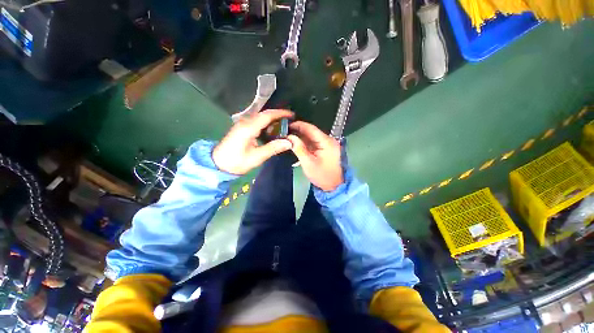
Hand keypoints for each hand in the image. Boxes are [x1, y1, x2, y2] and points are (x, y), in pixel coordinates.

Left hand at [213, 110, 293, 174]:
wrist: (218, 164)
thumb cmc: (237, 162)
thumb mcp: (256, 157)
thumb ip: (273, 148)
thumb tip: (289, 142)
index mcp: (248, 128)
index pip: (267, 115)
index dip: (280, 113)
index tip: (292, 114)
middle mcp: (245, 122)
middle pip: (264, 114)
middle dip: (278, 115)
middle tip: (290, 120)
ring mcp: (242, 124)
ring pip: (260, 117)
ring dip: (272, 118)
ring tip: (284, 124)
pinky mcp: (242, 128)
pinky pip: (256, 121)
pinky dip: (267, 123)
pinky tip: (272, 129)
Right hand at [287, 121, 343, 191]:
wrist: (334, 186)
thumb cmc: (322, 175)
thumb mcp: (308, 163)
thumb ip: (299, 149)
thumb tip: (289, 137)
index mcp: (326, 142)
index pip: (311, 128)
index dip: (298, 125)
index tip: (287, 125)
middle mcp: (329, 140)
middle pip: (311, 132)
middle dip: (298, 131)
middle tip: (285, 132)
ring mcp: (328, 144)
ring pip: (312, 137)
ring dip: (301, 137)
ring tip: (289, 137)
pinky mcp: (326, 148)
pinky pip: (314, 142)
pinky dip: (306, 143)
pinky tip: (297, 144)